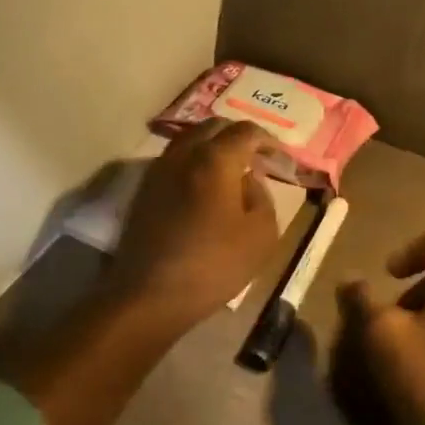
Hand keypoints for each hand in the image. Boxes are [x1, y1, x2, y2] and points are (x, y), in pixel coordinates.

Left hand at [111, 120, 283, 326]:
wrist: (149, 297)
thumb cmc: (213, 265)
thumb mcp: (261, 235)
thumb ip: (262, 197)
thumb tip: (249, 180)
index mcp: (216, 159)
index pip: (247, 131)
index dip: (269, 141)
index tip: (281, 159)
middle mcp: (184, 153)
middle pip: (214, 127)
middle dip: (239, 136)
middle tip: (257, 157)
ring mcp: (159, 170)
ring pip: (190, 140)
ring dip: (213, 146)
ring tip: (230, 169)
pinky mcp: (144, 190)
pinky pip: (175, 160)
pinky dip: (194, 162)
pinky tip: (204, 187)